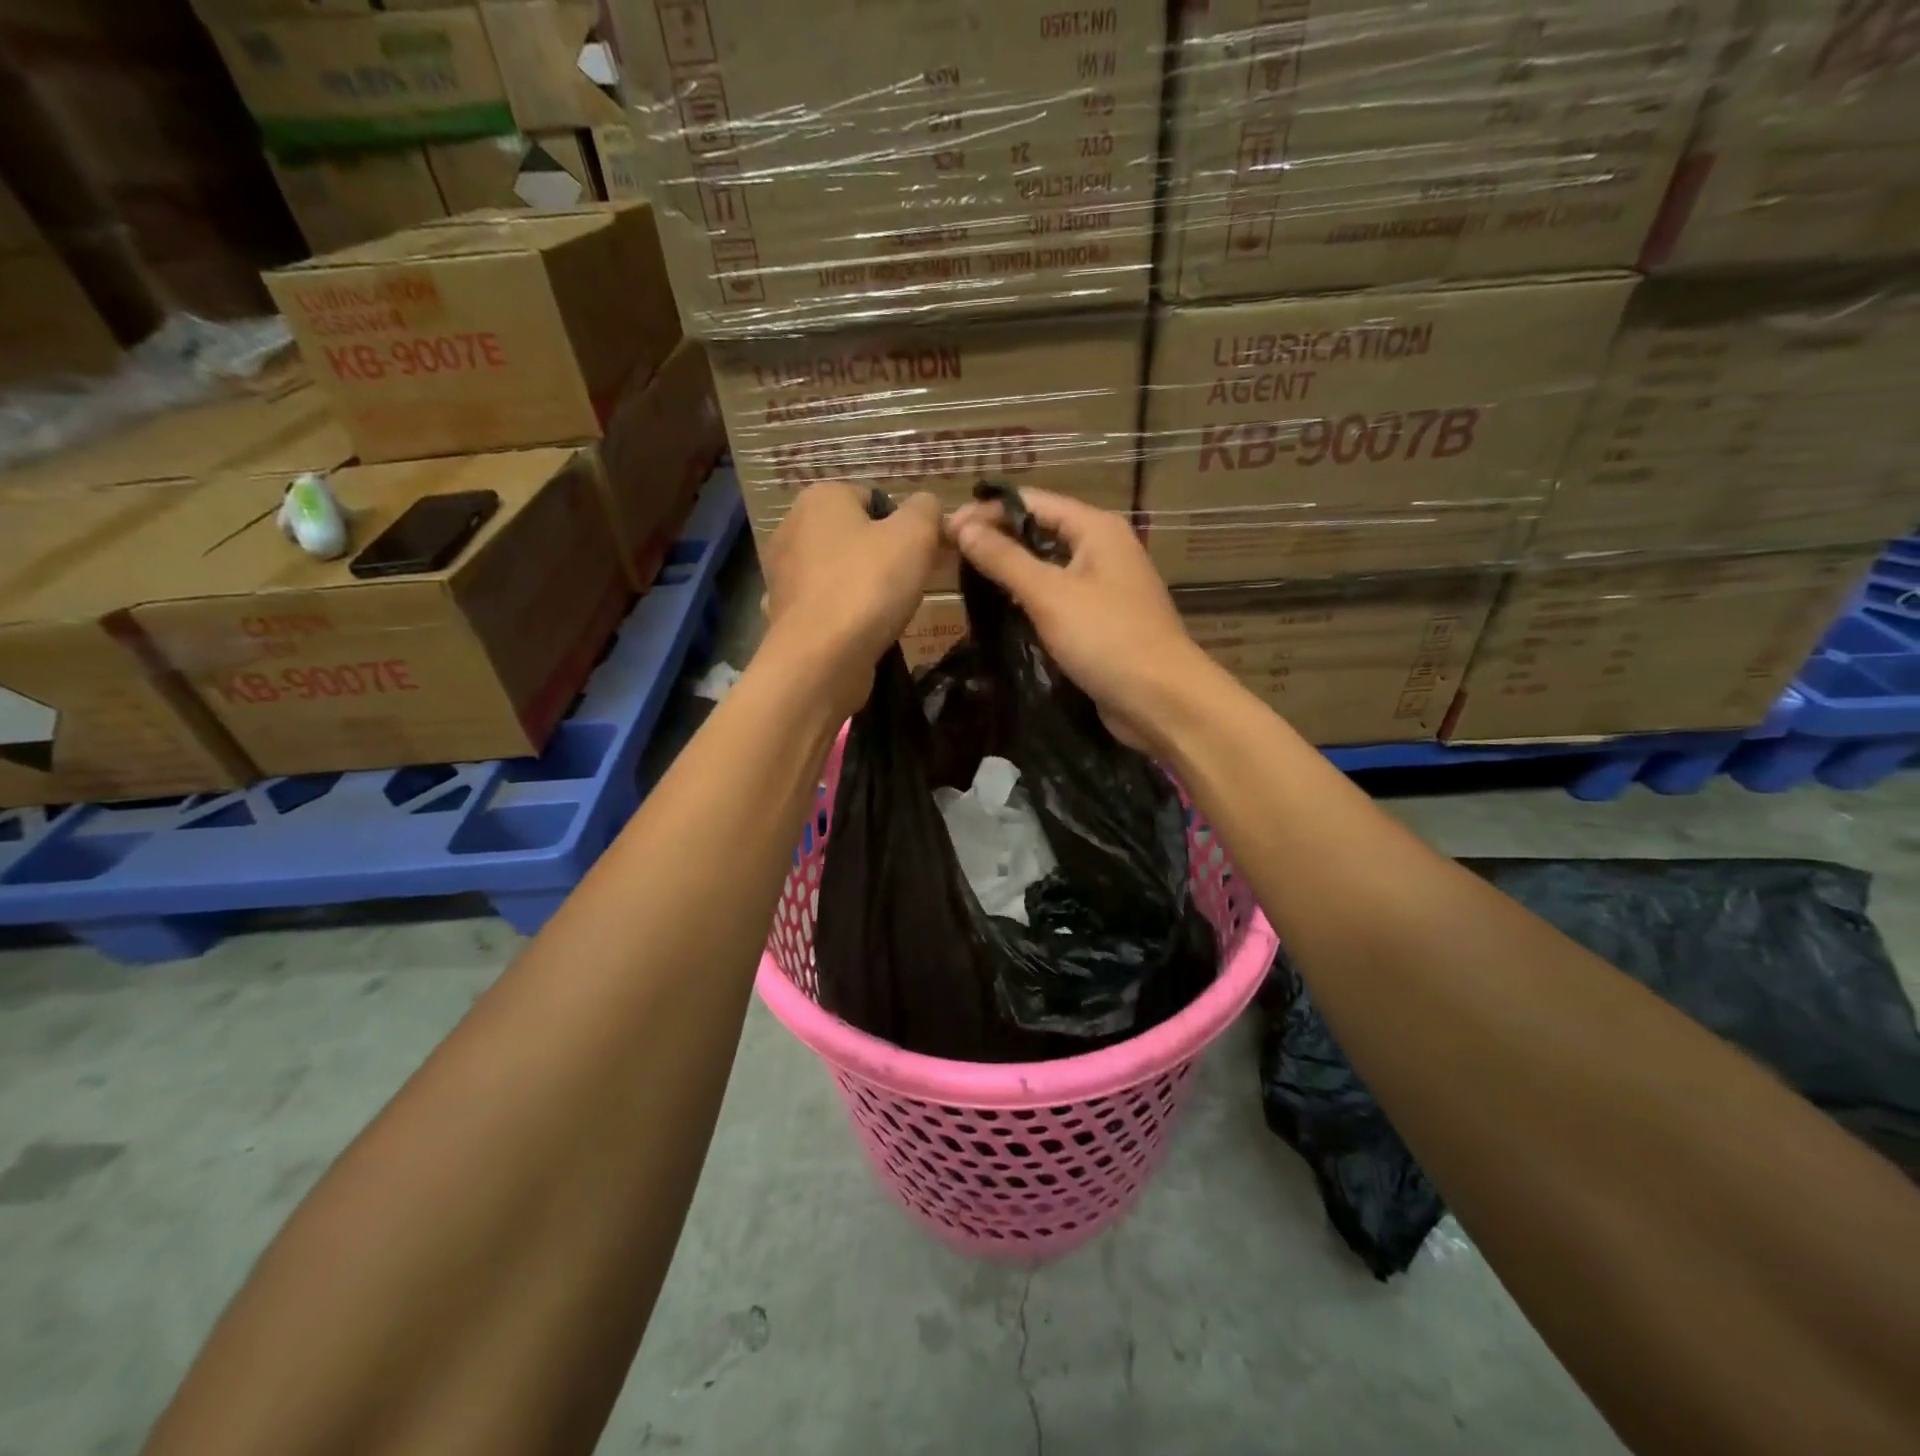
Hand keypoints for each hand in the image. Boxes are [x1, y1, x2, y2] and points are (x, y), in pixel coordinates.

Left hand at [760, 482, 944, 714]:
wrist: (821, 659)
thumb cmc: (868, 586)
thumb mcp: (916, 535)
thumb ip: (927, 510)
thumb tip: (927, 506)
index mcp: (820, 498)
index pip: (873, 498)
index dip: (902, 526)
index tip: (919, 556)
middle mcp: (791, 528)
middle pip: (854, 536)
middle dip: (881, 557)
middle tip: (907, 584)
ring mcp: (782, 574)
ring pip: (838, 572)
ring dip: (862, 588)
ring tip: (885, 612)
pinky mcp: (783, 614)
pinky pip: (824, 606)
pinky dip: (842, 616)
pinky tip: (858, 632)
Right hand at [948, 489, 1216, 752]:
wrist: (1160, 700)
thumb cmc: (1107, 638)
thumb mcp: (1049, 594)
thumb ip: (1004, 559)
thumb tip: (962, 526)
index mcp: (1097, 529)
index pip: (1033, 502)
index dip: (988, 512)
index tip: (946, 530)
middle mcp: (1104, 549)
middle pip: (1042, 531)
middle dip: (998, 540)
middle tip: (951, 556)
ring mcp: (1105, 586)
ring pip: (1049, 567)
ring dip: (1013, 571)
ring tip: (967, 580)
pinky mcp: (1102, 620)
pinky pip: (1059, 598)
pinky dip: (1031, 600)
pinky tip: (1003, 611)